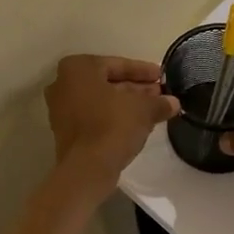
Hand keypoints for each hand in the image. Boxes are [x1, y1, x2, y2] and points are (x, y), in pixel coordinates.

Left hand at [45, 54, 180, 196]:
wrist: (87, 169)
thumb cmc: (113, 126)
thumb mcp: (144, 109)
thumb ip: (159, 102)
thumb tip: (173, 103)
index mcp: (78, 68)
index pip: (117, 64)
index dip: (143, 71)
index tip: (161, 76)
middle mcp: (63, 84)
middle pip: (107, 82)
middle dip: (135, 88)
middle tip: (159, 93)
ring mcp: (61, 109)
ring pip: (101, 100)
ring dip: (126, 103)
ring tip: (153, 109)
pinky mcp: (65, 131)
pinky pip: (93, 116)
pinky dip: (113, 117)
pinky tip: (137, 124)